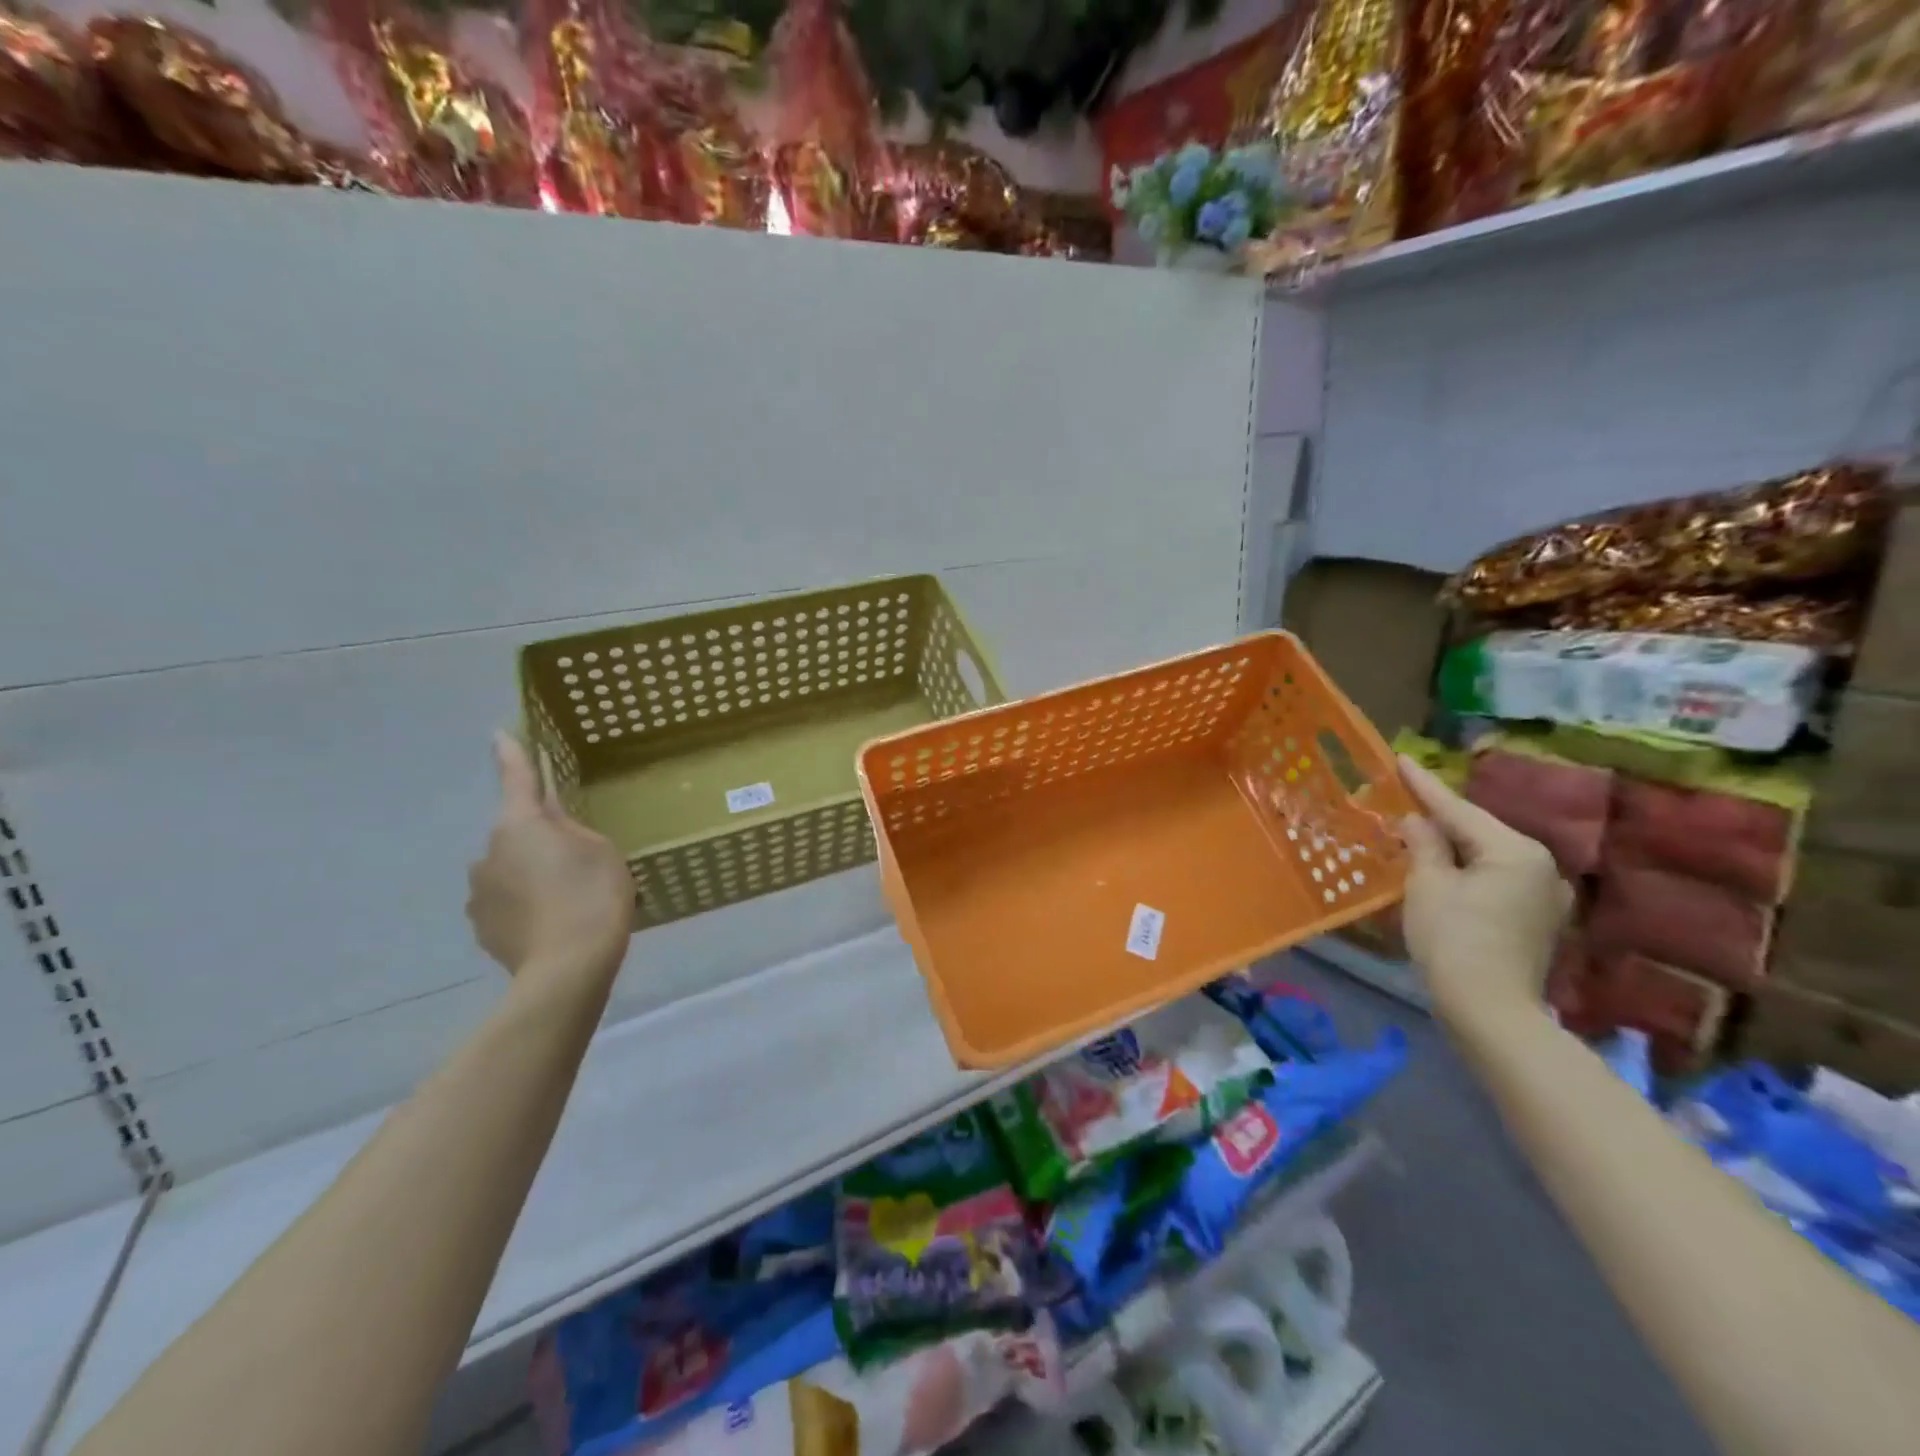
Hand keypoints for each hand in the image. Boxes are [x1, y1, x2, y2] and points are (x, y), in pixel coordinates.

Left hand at [467, 732, 633, 986]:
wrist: (568, 967)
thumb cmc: (593, 895)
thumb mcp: (599, 849)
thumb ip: (571, 827)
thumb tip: (549, 818)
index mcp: (520, 824)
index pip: (516, 778)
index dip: (511, 754)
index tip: (498, 733)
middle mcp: (488, 852)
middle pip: (517, 833)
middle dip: (540, 841)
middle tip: (578, 864)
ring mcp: (478, 892)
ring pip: (509, 870)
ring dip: (530, 876)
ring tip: (566, 902)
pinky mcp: (480, 926)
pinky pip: (505, 902)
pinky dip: (525, 905)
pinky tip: (550, 923)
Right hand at [1397, 755, 1570, 1021]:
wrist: (1490, 1010)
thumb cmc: (1453, 940)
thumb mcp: (1427, 885)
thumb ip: (1424, 844)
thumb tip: (1417, 821)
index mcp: (1516, 851)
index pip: (1459, 810)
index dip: (1424, 785)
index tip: (1400, 759)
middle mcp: (1542, 866)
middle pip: (1478, 832)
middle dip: (1440, 817)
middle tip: (1404, 796)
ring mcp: (1545, 895)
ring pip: (1487, 856)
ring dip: (1453, 846)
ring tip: (1418, 831)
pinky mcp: (1537, 919)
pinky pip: (1495, 879)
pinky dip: (1467, 869)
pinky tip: (1444, 868)